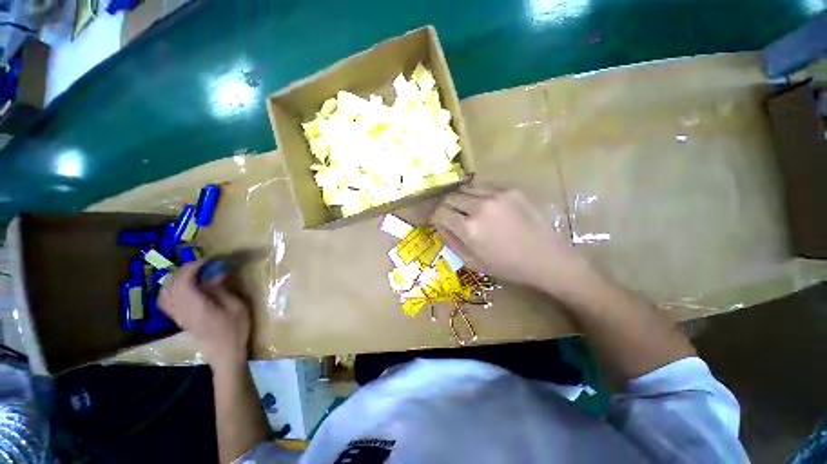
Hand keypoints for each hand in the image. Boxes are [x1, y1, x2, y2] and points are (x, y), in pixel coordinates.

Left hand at [159, 262, 250, 370]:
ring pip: (165, 292)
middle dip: (184, 270)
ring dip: (176, 278)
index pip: (183, 281)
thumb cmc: (235, 329)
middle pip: (171, 284)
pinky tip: (184, 287)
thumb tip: (217, 273)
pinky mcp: (179, 318)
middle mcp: (181, 309)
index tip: (208, 260)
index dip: (193, 267)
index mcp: (196, 306)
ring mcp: (178, 315)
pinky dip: (171, 289)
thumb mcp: (236, 307)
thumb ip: (222, 289)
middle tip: (203, 264)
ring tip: (193, 273)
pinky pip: (165, 300)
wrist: (225, 353)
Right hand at [432, 183, 593, 295]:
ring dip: (458, 197)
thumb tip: (440, 226)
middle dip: (443, 206)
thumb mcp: (473, 262)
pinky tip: (479, 201)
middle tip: (446, 214)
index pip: (440, 213)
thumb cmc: (507, 266)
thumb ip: (452, 242)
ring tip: (462, 206)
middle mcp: (479, 207)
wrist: (546, 258)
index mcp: (469, 228)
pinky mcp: (510, 189)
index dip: (433, 216)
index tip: (433, 220)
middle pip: (450, 197)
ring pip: (465, 187)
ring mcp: (496, 195)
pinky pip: (484, 184)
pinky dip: (475, 192)